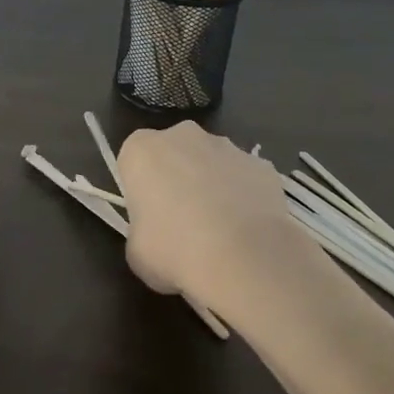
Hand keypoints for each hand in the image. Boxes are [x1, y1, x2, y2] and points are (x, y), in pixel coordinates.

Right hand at [117, 121, 313, 309]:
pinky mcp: (261, 164)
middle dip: (177, 179)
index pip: (133, 161)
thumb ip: (141, 232)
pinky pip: (245, 178)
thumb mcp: (136, 253)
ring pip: (211, 163)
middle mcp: (182, 136)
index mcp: (141, 150)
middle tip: (182, 223)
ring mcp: (225, 146)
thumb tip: (158, 237)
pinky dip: (245, 197)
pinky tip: (248, 231)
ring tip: (221, 232)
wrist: (243, 258)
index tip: (148, 216)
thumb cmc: (174, 250)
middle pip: (173, 154)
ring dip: (212, 185)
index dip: (140, 189)